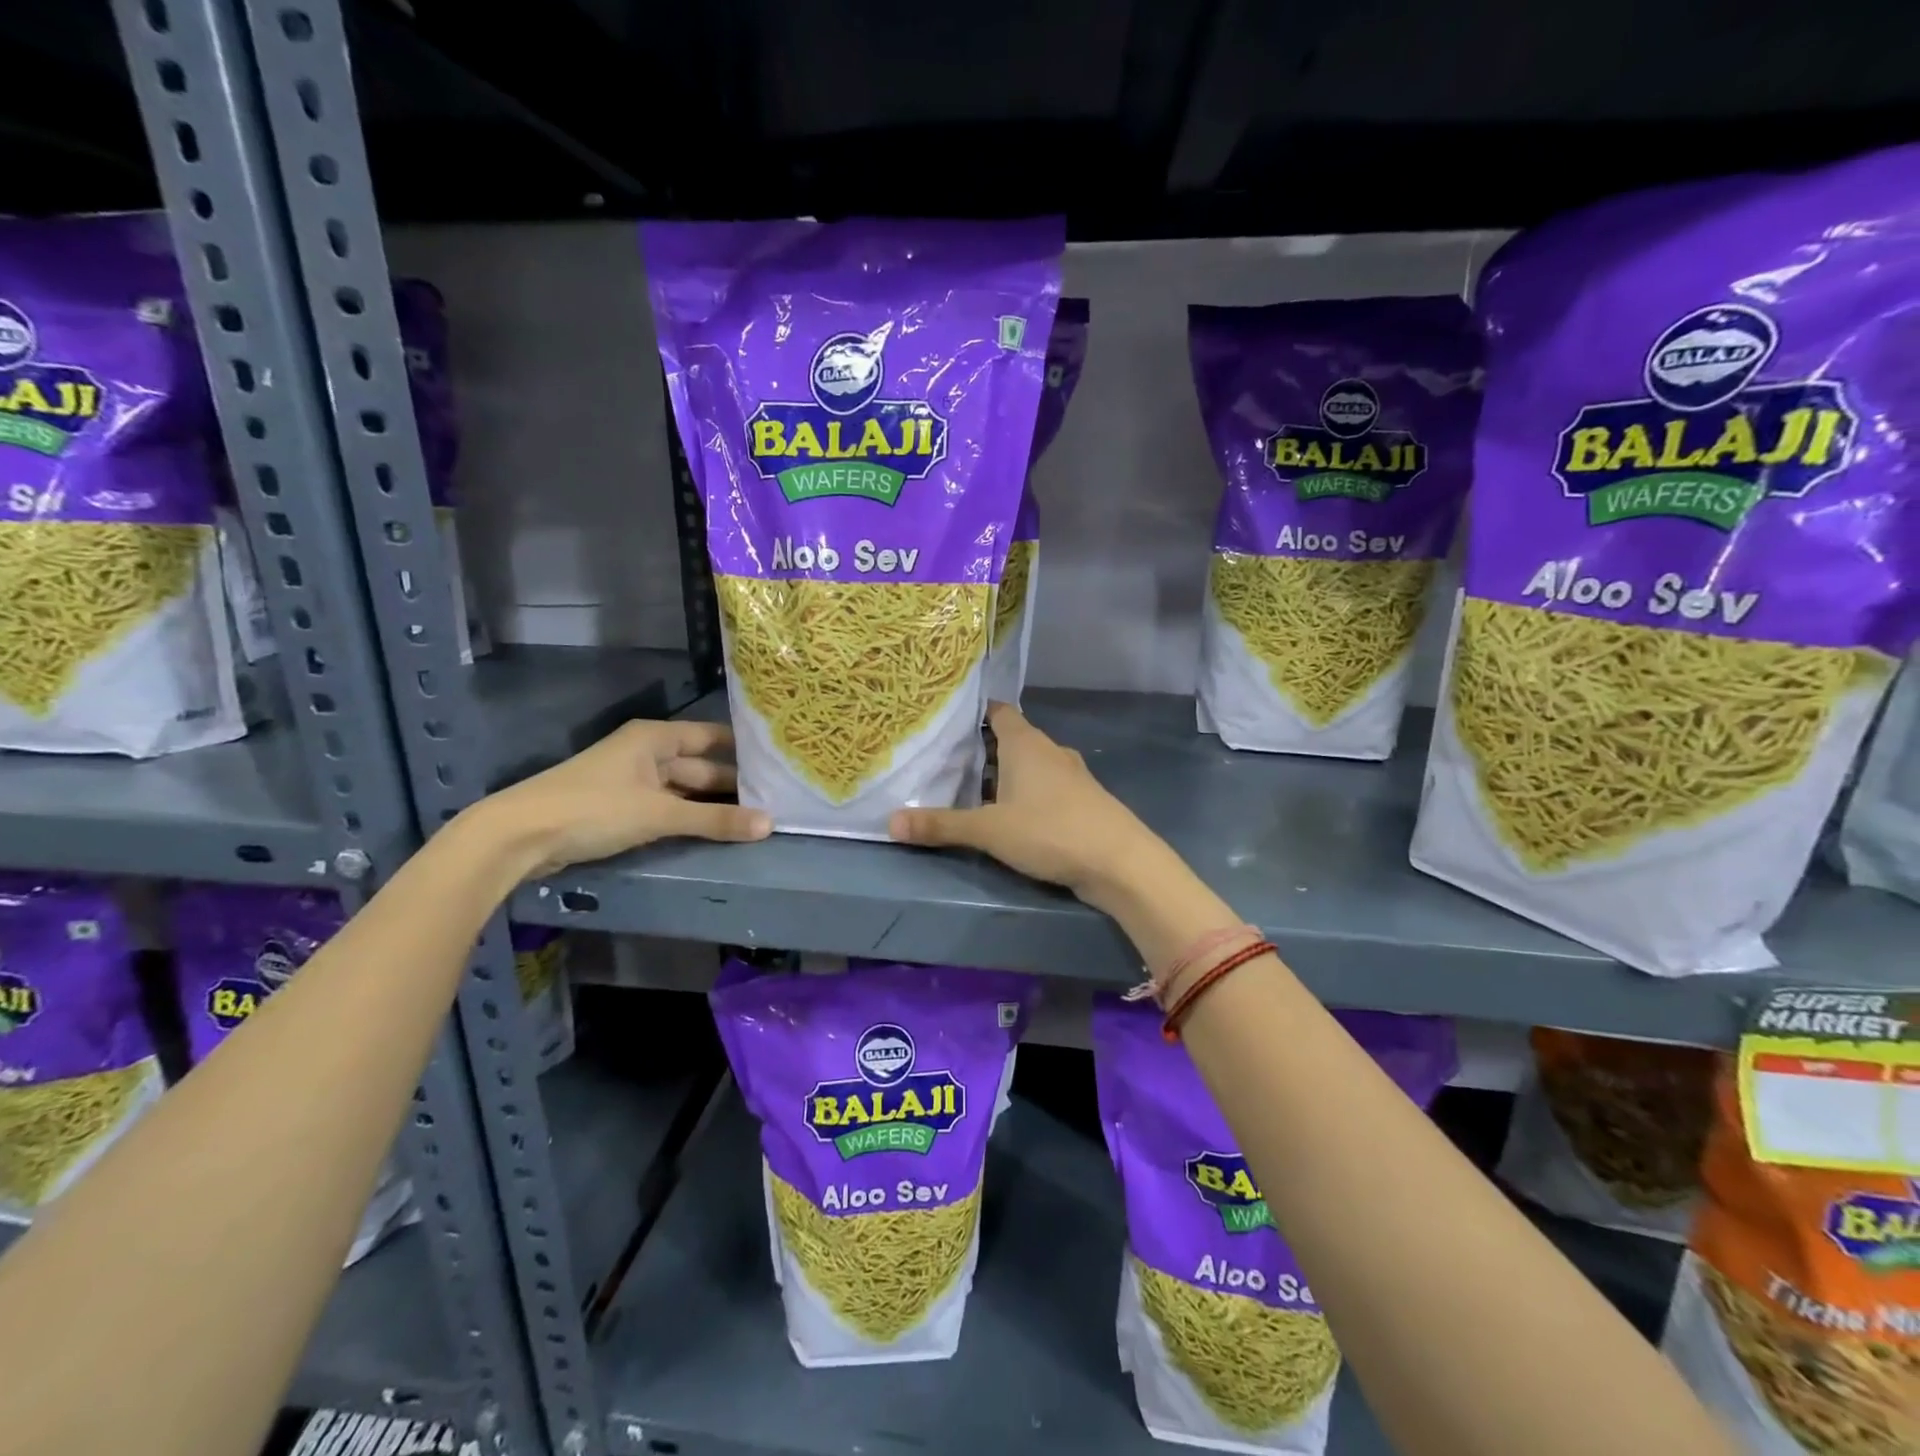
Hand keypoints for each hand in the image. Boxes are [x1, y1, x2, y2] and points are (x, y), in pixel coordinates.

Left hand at [477, 719, 770, 878]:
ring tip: (754, 818)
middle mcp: (646, 754)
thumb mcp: (660, 814)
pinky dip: (689, 818)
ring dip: (712, 805)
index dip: (744, 749)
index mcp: (655, 738)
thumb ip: (714, 820)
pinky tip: (714, 830)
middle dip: (733, 784)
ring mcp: (632, 782)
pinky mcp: (620, 809)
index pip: (712, 737)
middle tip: (776, 800)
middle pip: (700, 766)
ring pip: (684, 790)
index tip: (780, 761)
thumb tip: (770, 824)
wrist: (519, 836)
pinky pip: (667, 808)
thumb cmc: (594, 809)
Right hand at [889, 702, 1170, 902]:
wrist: (1120, 862)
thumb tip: (891, 821)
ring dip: (1003, 775)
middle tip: (944, 760)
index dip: (974, 713)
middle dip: (981, 749)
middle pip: (1011, 739)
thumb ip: (941, 825)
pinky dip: (1024, 794)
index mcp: (1026, 743)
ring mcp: (1070, 776)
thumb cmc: (1051, 831)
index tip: (946, 720)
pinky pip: (1044, 787)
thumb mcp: (989, 831)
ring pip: (1029, 766)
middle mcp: (1049, 751)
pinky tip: (1009, 816)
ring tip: (969, 789)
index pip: (998, 712)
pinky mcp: (1082, 801)